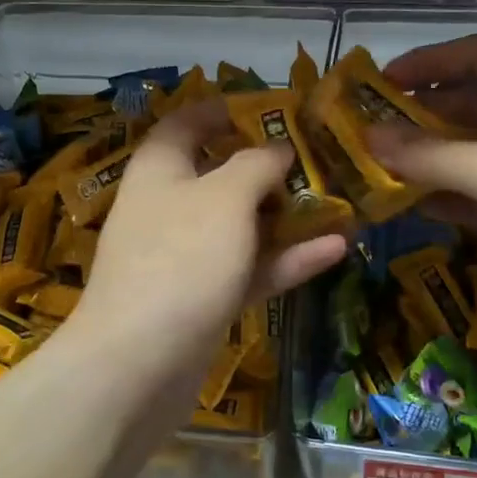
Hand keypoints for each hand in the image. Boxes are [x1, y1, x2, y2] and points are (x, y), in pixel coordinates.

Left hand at [78, 101, 346, 375]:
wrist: (136, 367)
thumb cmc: (181, 259)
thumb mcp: (225, 197)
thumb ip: (256, 165)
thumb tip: (277, 148)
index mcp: (161, 168)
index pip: (187, 123)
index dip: (225, 111)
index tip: (272, 109)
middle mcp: (170, 206)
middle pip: (221, 174)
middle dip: (269, 166)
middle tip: (320, 159)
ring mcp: (187, 256)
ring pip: (242, 225)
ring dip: (287, 215)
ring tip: (339, 203)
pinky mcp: (204, 298)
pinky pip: (250, 268)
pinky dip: (287, 259)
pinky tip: (337, 248)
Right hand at [368, 35, 476, 350]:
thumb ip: (429, 154)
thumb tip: (368, 136)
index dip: (429, 62)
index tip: (382, 80)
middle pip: (469, 103)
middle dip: (420, 114)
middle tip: (367, 128)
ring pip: (470, 151)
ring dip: (427, 157)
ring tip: (375, 165)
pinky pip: (476, 193)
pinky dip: (445, 195)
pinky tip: (406, 203)